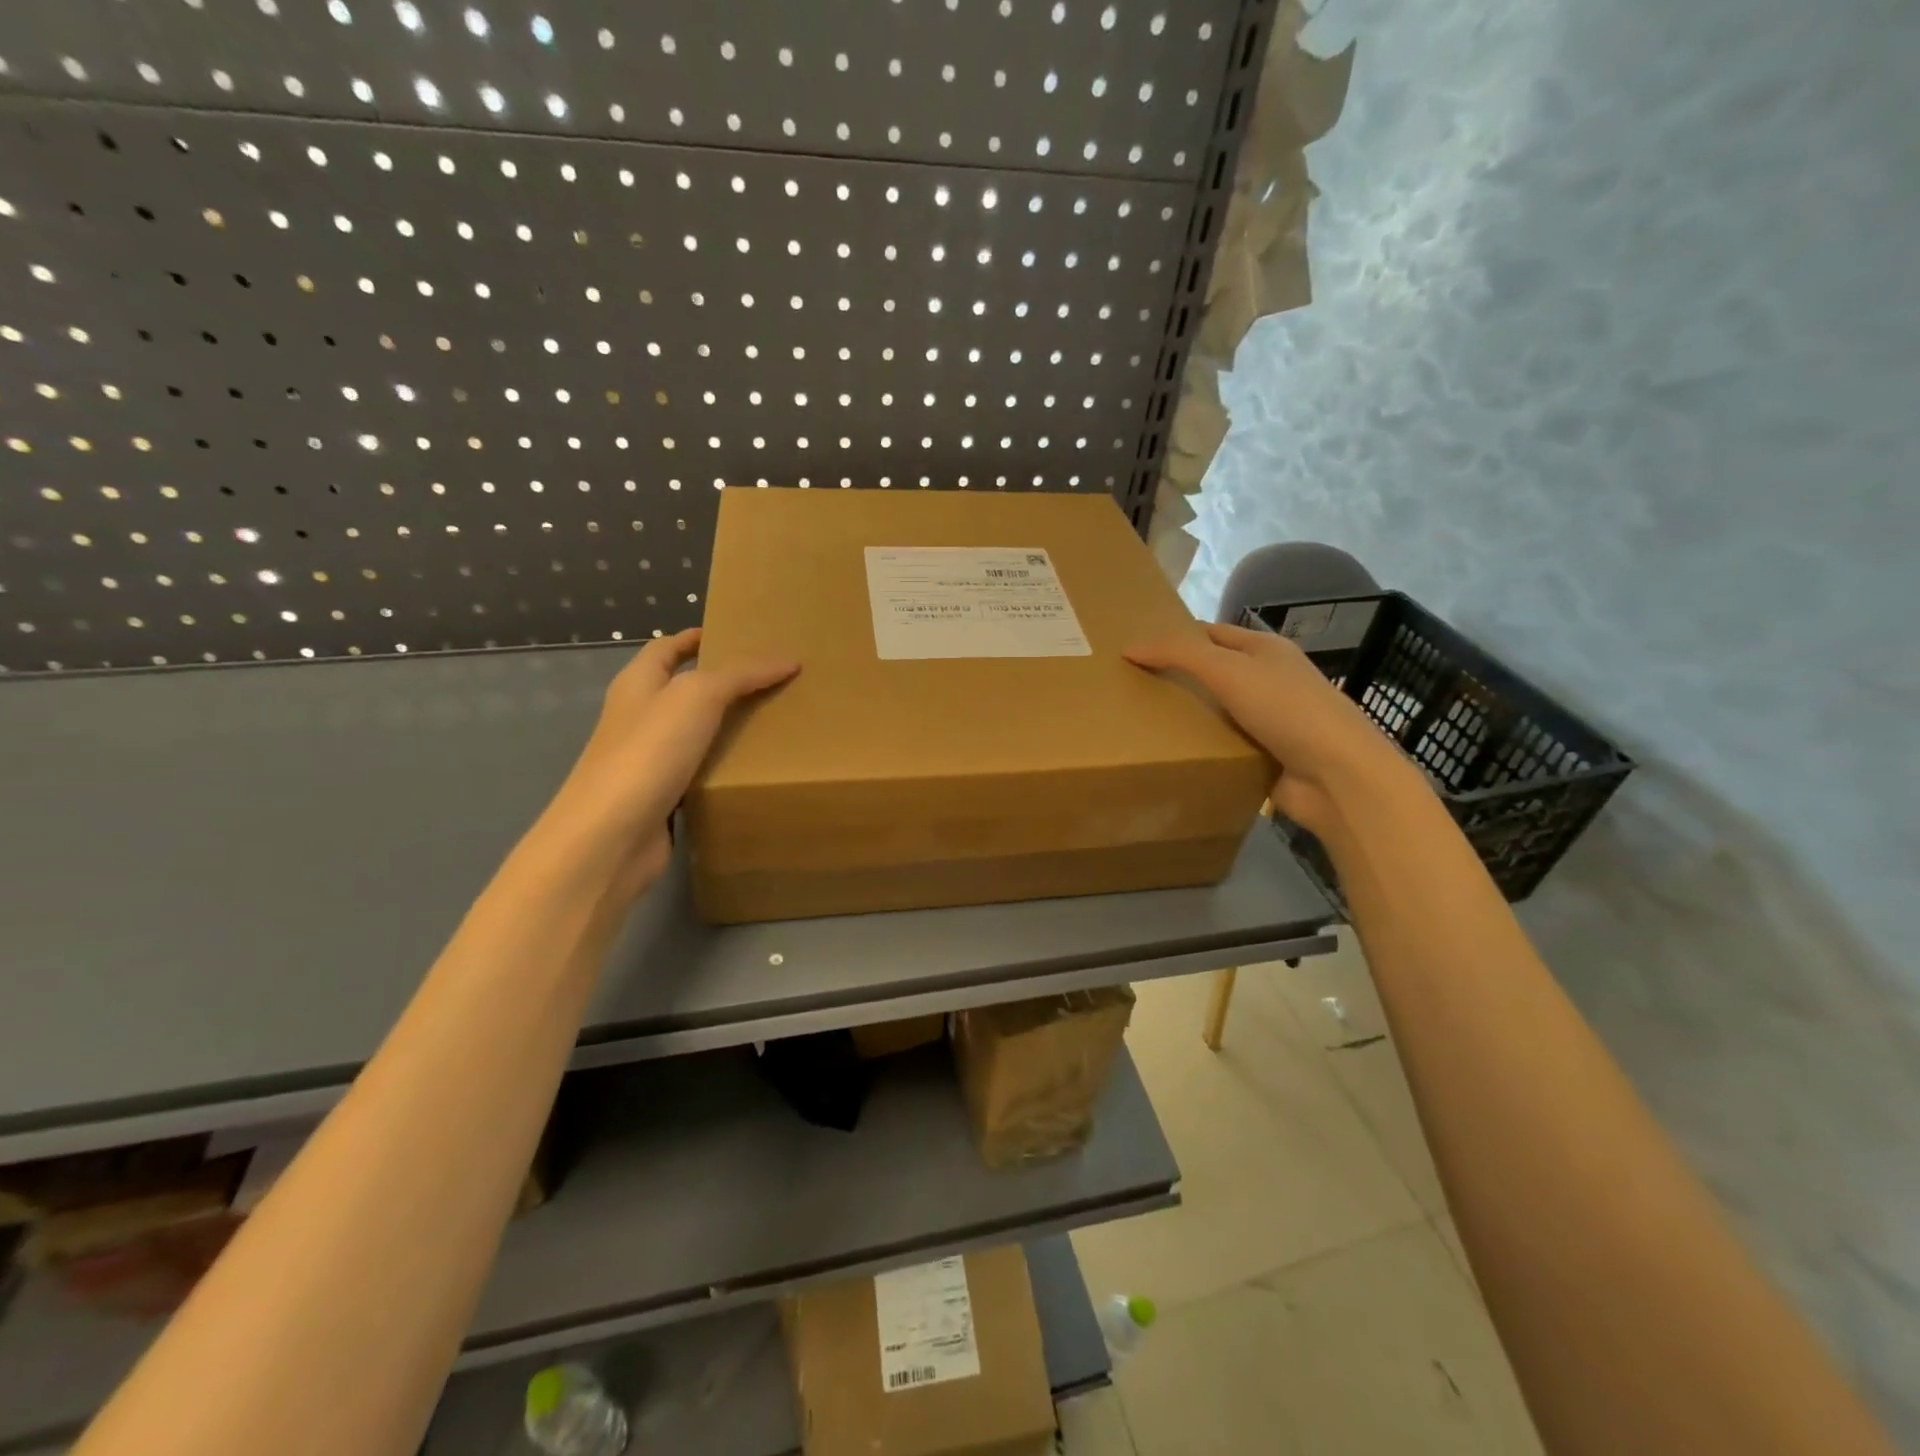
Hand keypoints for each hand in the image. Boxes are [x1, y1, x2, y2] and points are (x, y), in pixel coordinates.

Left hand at [550, 629, 798, 894]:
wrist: (610, 836)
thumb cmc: (648, 752)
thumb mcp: (697, 697)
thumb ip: (741, 675)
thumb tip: (787, 660)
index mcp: (638, 684)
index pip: (666, 648)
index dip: (695, 637)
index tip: (735, 634)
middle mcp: (639, 718)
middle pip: (682, 689)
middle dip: (723, 683)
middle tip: (772, 680)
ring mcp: (647, 760)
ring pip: (694, 733)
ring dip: (727, 727)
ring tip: (775, 721)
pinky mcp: (662, 798)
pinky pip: (699, 772)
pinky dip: (724, 767)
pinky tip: (754, 769)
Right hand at [1125, 622, 1400, 834]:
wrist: (1336, 775)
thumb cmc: (1285, 708)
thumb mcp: (1227, 670)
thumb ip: (1178, 654)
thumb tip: (1129, 648)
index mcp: (1265, 650)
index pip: (1211, 634)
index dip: (1176, 636)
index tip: (1136, 649)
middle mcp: (1269, 680)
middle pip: (1214, 672)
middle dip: (1178, 677)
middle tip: (1131, 686)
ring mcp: (1270, 720)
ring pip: (1217, 711)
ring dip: (1187, 716)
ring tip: (1141, 721)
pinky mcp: (1267, 756)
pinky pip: (1225, 746)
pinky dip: (1203, 748)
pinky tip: (1173, 753)